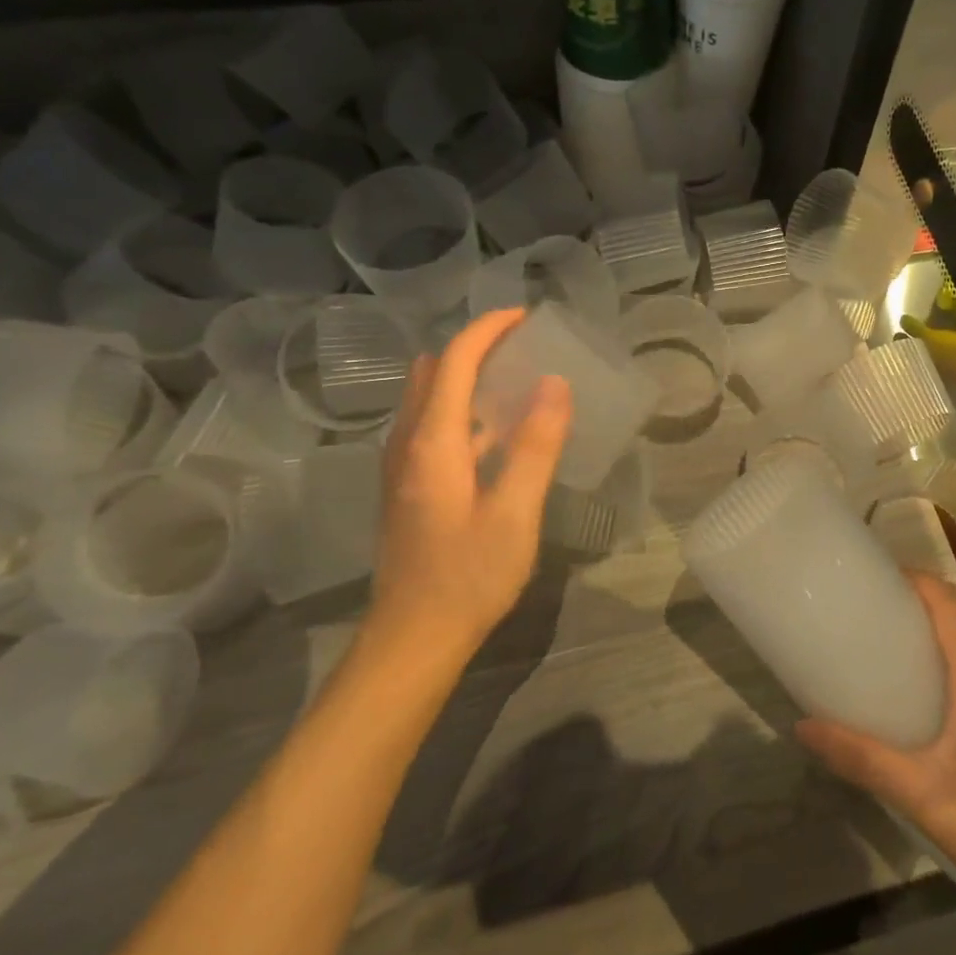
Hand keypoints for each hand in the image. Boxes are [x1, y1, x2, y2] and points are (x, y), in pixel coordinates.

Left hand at [356, 309, 571, 675]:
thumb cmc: (468, 576)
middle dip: (475, 346)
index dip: (488, 329)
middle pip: (434, 372)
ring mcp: (401, 467)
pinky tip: (496, 434)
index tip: (526, 316)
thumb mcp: (514, 513)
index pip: (455, 361)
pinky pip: (431, 425)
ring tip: (515, 380)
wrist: (412, 638)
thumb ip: (535, 446)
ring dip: (466, 376)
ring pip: (428, 398)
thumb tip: (554, 383)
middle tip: (523, 347)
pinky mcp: (407, 488)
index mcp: (432, 442)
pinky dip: (461, 408)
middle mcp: (407, 443)